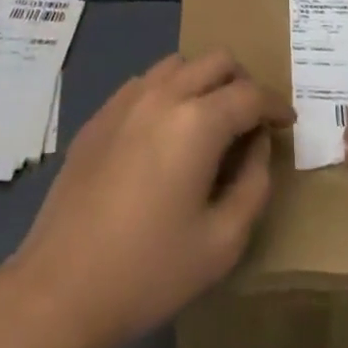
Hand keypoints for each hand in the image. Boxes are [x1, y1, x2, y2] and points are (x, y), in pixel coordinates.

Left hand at [0, 51, 292, 347]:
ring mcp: (127, 99)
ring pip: (179, 63)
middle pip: (216, 60)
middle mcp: (164, 93)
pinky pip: (146, 82)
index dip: (275, 105)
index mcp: (198, 121)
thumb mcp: (221, 243)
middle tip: (251, 119)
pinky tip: (165, 133)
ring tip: (209, 121)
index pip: (250, 94)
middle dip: (242, 82)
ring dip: (203, 81)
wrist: (61, 286)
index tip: (286, 122)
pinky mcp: (101, 114)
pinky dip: (169, 92)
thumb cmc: (149, 270)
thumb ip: (253, 185)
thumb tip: (258, 146)